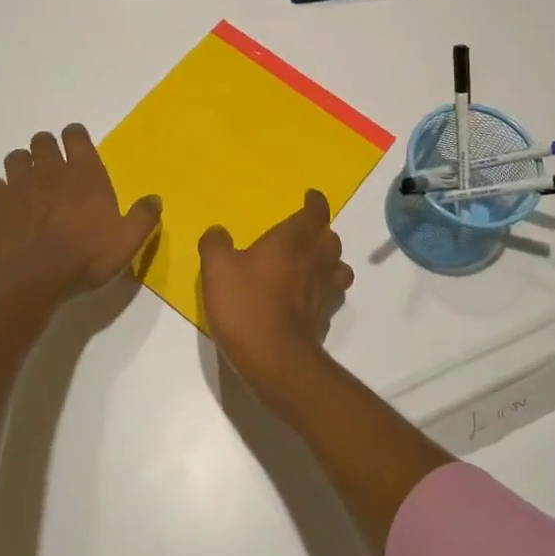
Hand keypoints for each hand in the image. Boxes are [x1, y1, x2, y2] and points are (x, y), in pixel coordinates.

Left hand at [0, 124, 160, 303]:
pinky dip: (1, 190)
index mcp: (84, 174)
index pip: (76, 136)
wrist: (32, 280)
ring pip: (16, 158)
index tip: (77, 145)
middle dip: (47, 148)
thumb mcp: (127, 242)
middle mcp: (50, 171)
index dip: (76, 137)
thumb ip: (143, 217)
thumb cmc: (85, 257)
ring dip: (23, 165)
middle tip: (54, 166)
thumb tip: (155, 199)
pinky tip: (9, 205)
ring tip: (30, 183)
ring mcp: (18, 185)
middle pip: (42, 141)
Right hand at [198, 189, 354, 388]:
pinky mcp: (326, 317)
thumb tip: (218, 231)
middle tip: (304, 233)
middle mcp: (317, 259)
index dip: (315, 202)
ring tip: (312, 264)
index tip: (311, 197)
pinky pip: (332, 294)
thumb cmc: (247, 304)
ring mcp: (326, 290)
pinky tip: (308, 298)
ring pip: (339, 266)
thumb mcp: (217, 268)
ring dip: (329, 261)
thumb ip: (216, 244)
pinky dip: (324, 290)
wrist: (276, 359)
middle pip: (331, 237)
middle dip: (320, 231)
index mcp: (294, 239)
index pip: (316, 211)